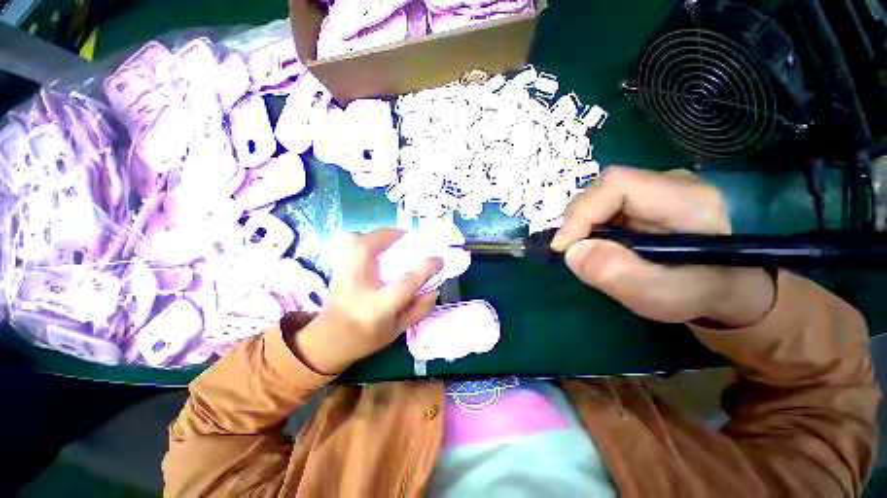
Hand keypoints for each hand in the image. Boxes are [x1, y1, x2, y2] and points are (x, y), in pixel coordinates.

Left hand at [292, 229, 442, 373]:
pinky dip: (366, 237)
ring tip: (394, 240)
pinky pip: (350, 242)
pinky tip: (375, 245)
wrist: (328, 340)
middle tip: (410, 238)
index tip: (439, 259)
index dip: (426, 267)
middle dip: (395, 236)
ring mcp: (342, 274)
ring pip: (358, 239)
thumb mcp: (397, 330)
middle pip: (372, 248)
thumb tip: (435, 289)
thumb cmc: (366, 338)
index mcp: (377, 307)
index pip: (406, 282)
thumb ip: (419, 309)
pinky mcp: (336, 267)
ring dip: (379, 235)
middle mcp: (357, 286)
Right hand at [551, 166, 774, 326]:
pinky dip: (589, 227)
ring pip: (599, 197)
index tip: (563, 247)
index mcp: (685, 199)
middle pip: (604, 189)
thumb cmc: (703, 293)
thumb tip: (572, 253)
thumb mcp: (667, 296)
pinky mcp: (643, 199)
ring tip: (585, 252)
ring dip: (582, 226)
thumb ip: (622, 275)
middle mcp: (668, 183)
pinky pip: (603, 206)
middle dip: (578, 221)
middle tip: (570, 252)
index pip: (617, 184)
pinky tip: (596, 245)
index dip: (582, 211)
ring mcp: (655, 188)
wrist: (727, 286)